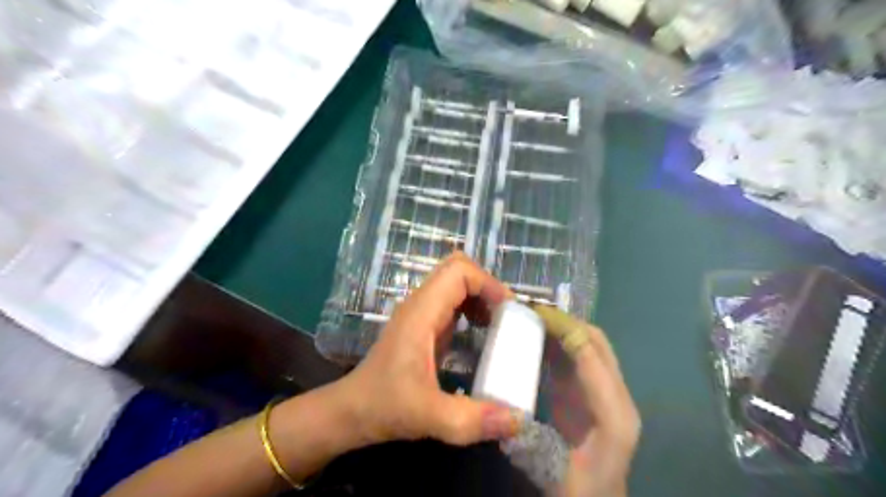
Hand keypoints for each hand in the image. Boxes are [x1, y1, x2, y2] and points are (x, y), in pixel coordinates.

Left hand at [335, 253, 520, 445]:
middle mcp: (420, 305)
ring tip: (498, 324)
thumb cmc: (383, 406)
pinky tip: (480, 332)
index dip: (488, 283)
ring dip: (480, 296)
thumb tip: (520, 420)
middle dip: (487, 286)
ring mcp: (420, 313)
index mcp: (421, 313)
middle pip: (457, 269)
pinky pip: (452, 301)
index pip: (458, 271)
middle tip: (506, 315)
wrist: (351, 411)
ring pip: (454, 283)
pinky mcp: (422, 325)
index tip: (508, 312)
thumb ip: (472, 419)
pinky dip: (472, 307)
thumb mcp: (428, 416)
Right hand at [545, 318, 641, 496]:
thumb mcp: (553, 470)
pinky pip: (581, 358)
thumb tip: (504, 403)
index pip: (592, 357)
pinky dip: (561, 343)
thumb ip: (529, 438)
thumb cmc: (581, 493)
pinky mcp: (596, 395)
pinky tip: (538, 339)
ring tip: (532, 317)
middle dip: (565, 321)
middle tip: (529, 311)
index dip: (565, 330)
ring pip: (591, 346)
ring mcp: (610, 393)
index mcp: (614, 415)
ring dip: (563, 328)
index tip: (534, 312)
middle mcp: (619, 396)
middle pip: (597, 343)